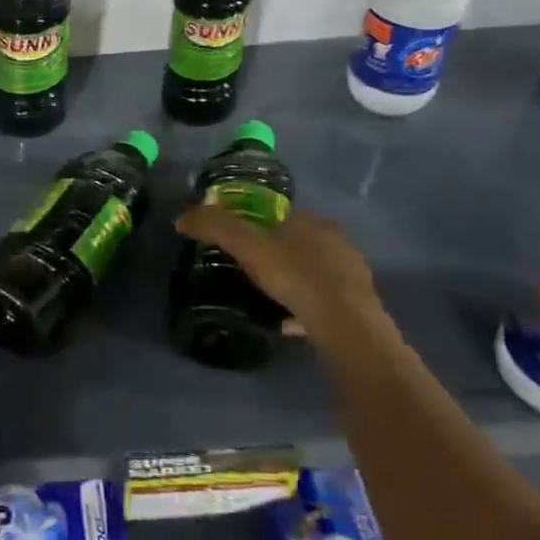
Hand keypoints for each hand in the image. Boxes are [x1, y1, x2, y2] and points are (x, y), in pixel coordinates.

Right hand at [175, 205, 387, 349]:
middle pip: (299, 243)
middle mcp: (337, 242)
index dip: (258, 225)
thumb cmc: (296, 275)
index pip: (282, 215)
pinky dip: (305, 309)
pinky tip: (287, 324)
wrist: (345, 325)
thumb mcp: (247, 247)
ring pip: (314, 273)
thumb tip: (182, 218)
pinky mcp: (358, 305)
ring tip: (267, 299)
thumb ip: (215, 227)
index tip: (239, 242)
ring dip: (293, 282)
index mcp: (313, 222)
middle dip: (277, 254)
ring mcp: (351, 274)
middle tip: (250, 271)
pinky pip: (323, 303)